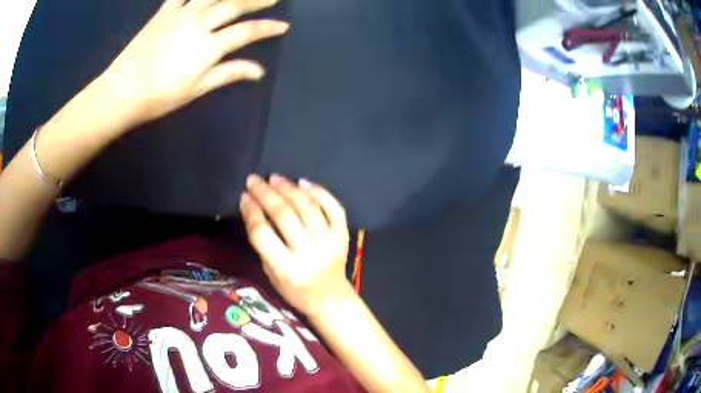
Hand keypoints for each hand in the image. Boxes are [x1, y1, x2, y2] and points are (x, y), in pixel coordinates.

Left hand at [101, 0, 288, 127]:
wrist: (122, 91)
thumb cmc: (159, 96)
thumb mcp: (196, 89)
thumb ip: (228, 74)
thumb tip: (259, 71)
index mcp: (208, 46)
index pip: (246, 32)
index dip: (267, 28)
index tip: (284, 26)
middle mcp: (199, 23)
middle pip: (234, 5)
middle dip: (258, 0)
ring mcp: (181, 14)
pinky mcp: (164, 12)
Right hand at [240, 174, 354, 317]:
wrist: (330, 299)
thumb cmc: (295, 292)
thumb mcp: (271, 275)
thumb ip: (264, 245)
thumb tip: (254, 207)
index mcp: (288, 270)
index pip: (263, 233)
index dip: (251, 211)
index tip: (244, 196)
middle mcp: (310, 254)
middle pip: (284, 215)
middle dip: (265, 193)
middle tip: (254, 180)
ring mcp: (330, 243)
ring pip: (308, 207)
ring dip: (289, 188)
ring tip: (274, 178)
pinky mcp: (343, 236)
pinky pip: (334, 207)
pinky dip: (319, 191)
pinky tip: (302, 182)